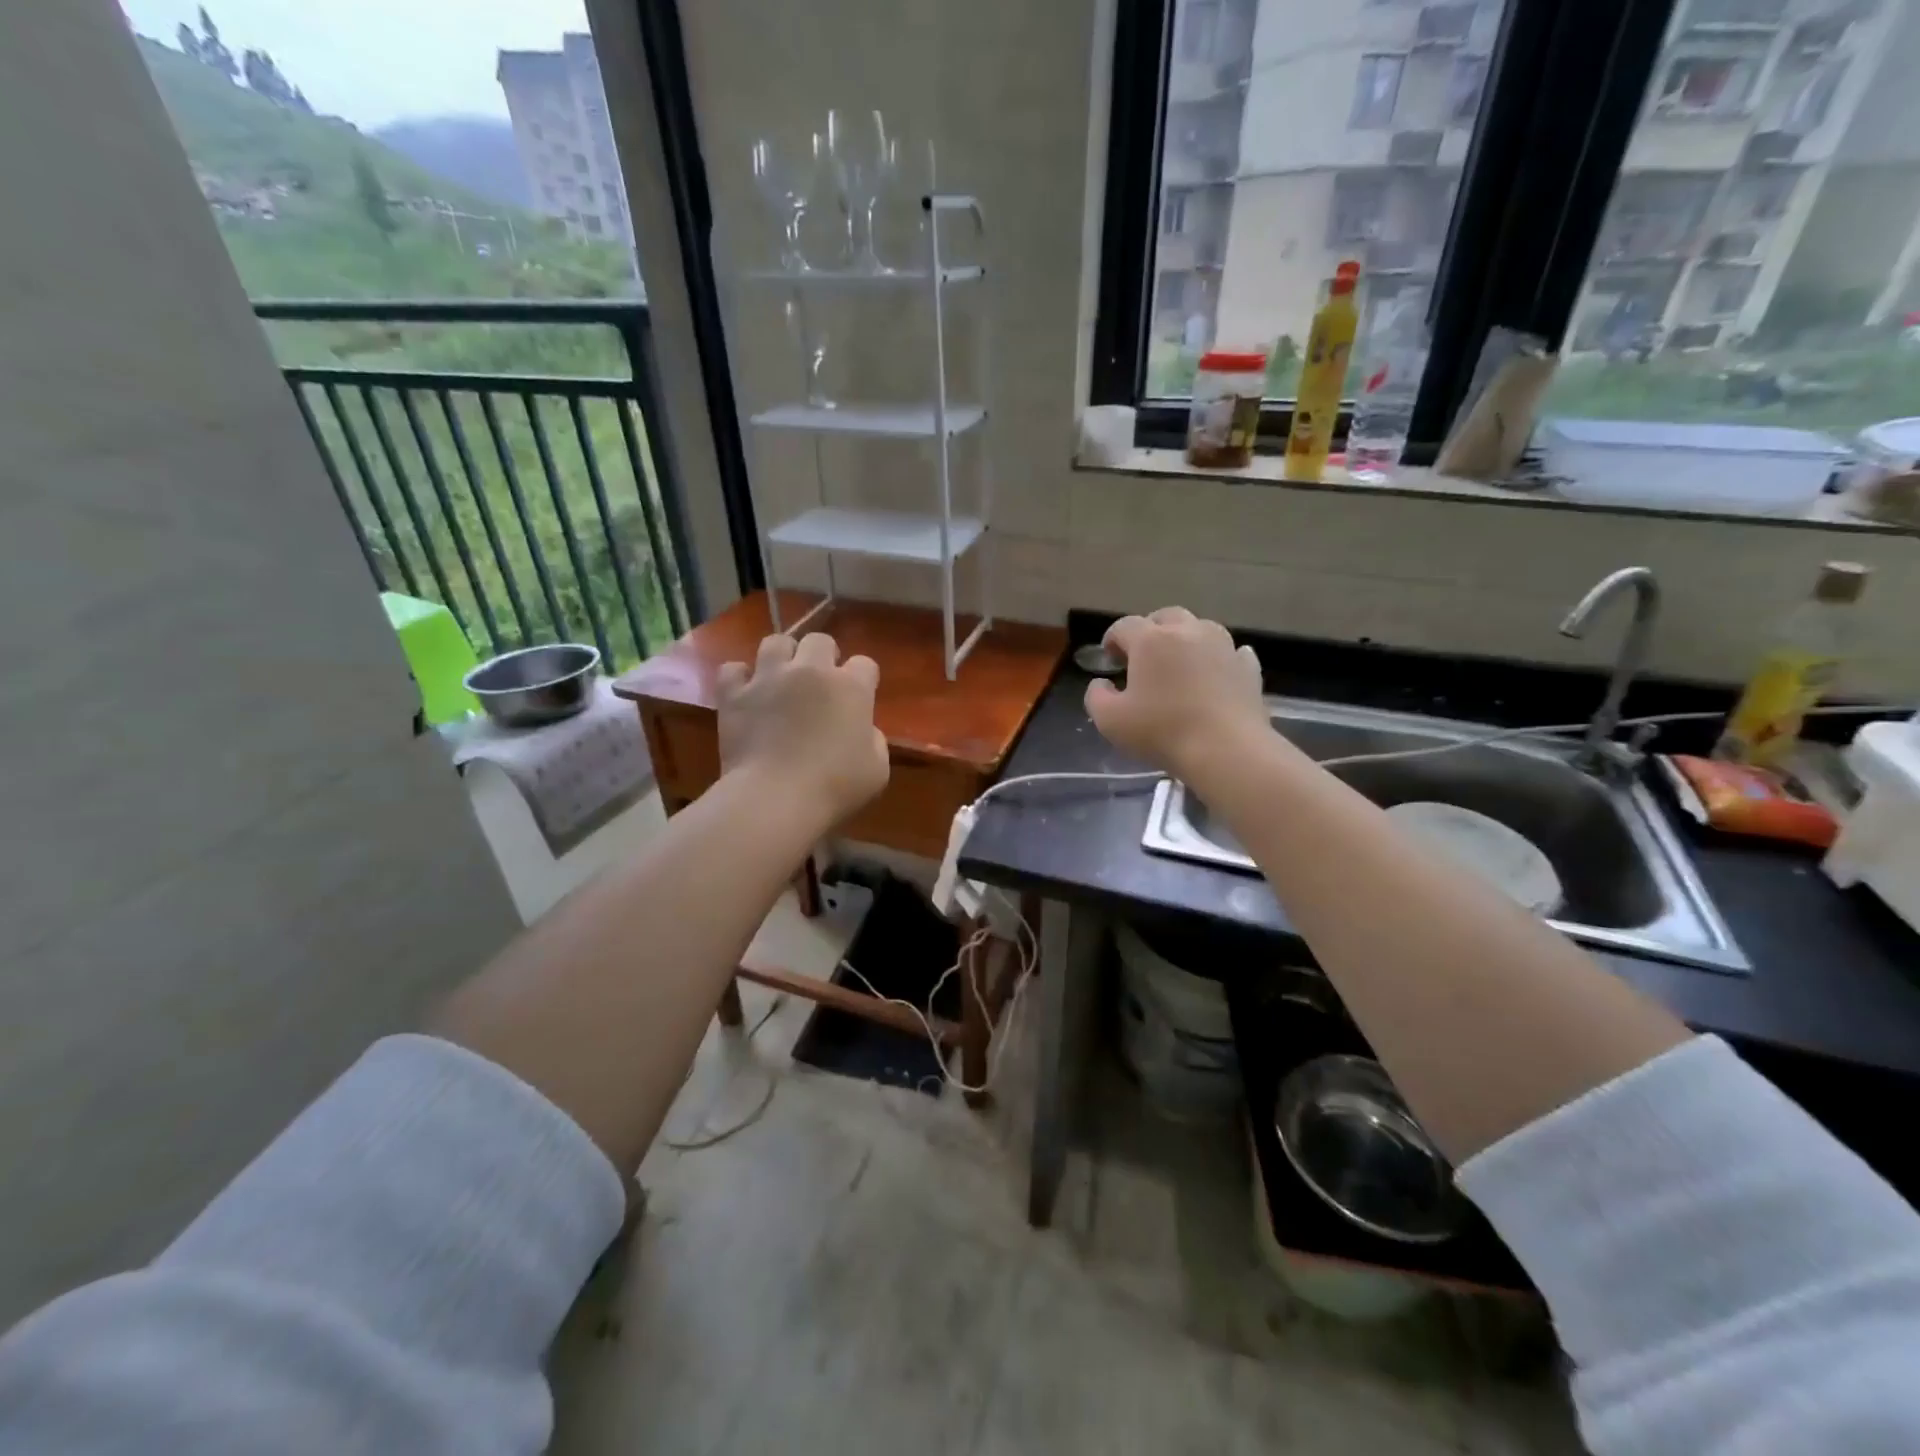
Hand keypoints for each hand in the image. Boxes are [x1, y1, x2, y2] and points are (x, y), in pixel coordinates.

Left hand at [717, 632, 889, 826]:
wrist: (775, 798)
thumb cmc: (835, 787)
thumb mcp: (877, 770)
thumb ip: (874, 741)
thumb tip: (863, 731)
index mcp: (851, 688)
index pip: (865, 664)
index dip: (863, 679)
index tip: (859, 699)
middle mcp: (811, 671)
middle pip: (820, 641)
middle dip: (823, 656)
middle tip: (819, 684)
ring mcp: (769, 678)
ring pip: (776, 642)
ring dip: (782, 656)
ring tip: (781, 678)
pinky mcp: (735, 694)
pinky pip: (733, 669)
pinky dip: (739, 678)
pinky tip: (745, 692)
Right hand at [1084, 607, 1268, 782]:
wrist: (1226, 750)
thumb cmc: (1161, 731)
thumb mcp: (1109, 720)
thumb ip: (1096, 697)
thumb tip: (1102, 684)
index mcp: (1150, 640)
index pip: (1124, 626)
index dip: (1112, 639)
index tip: (1109, 659)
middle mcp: (1188, 632)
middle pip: (1165, 617)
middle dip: (1151, 631)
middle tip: (1143, 657)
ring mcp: (1223, 647)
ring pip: (1201, 628)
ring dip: (1186, 639)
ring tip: (1180, 663)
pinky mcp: (1248, 668)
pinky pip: (1232, 652)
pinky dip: (1220, 658)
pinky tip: (1217, 671)